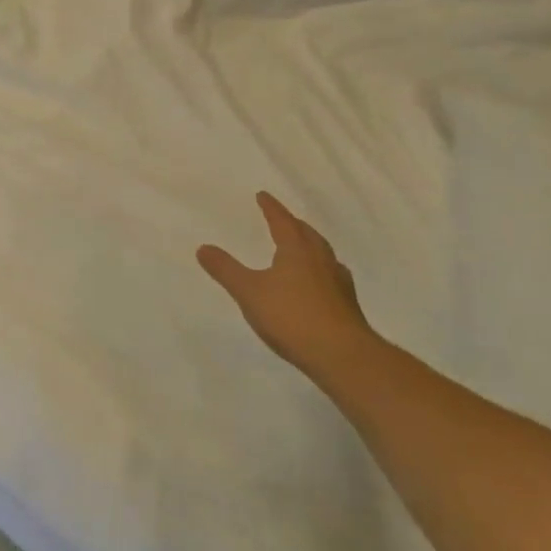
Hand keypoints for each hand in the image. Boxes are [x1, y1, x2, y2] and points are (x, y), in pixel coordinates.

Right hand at [198, 191, 373, 371]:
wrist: (341, 355)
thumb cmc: (291, 316)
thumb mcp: (248, 292)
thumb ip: (225, 269)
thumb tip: (203, 247)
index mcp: (297, 251)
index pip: (282, 221)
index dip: (271, 208)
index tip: (263, 195)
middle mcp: (321, 260)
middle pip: (307, 234)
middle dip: (293, 224)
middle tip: (283, 219)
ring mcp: (338, 283)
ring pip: (323, 255)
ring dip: (310, 246)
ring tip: (301, 248)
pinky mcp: (347, 305)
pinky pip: (332, 277)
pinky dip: (321, 271)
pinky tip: (317, 284)